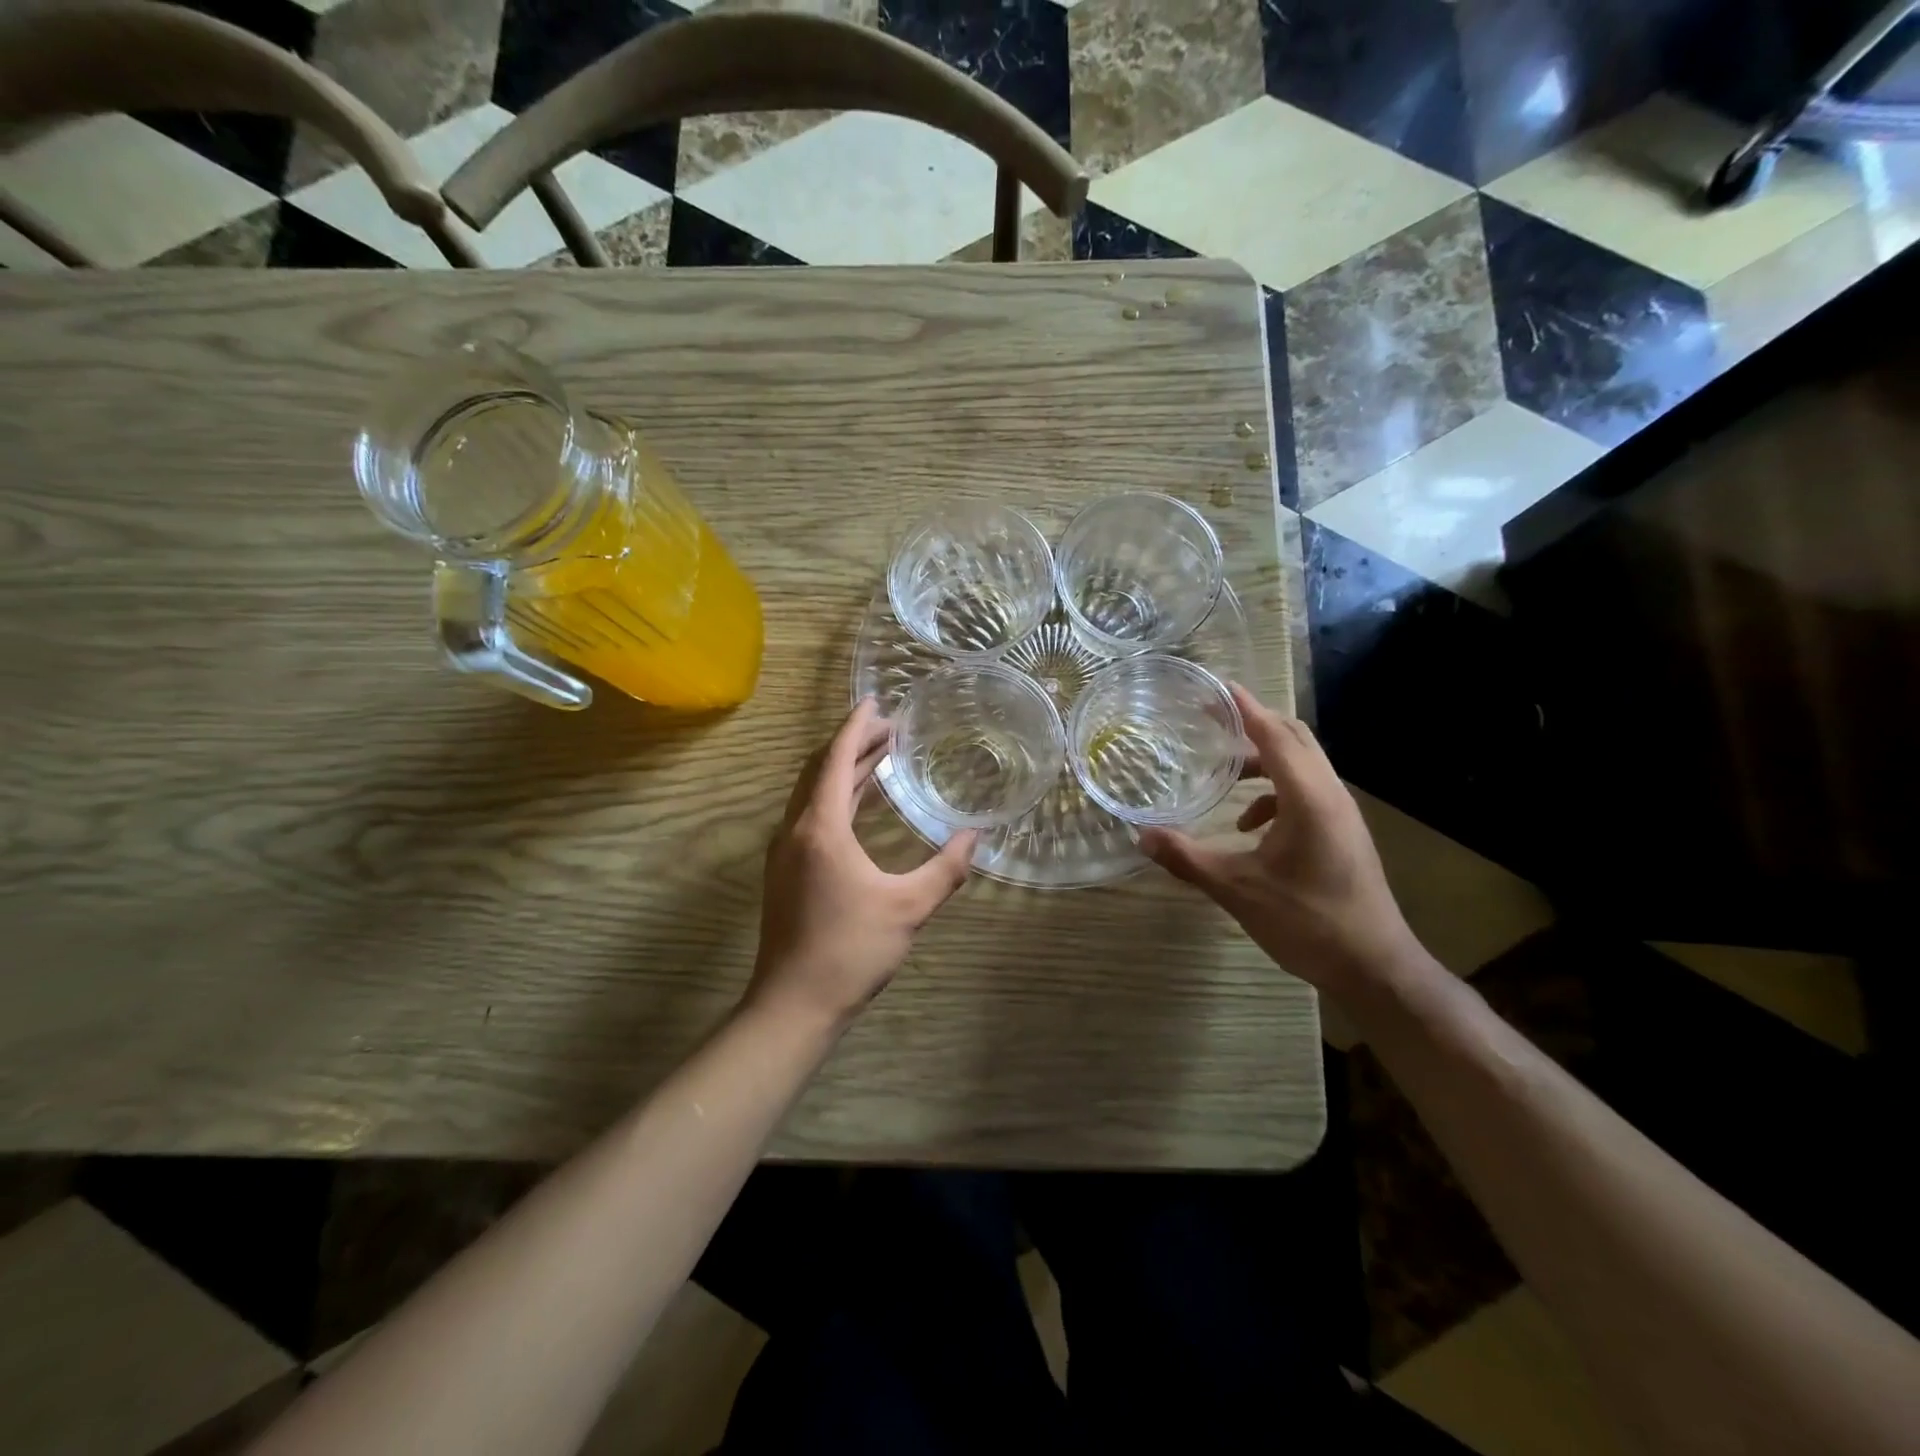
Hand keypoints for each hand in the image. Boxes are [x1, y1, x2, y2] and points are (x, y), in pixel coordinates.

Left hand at [747, 698, 979, 1030]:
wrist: (793, 1004)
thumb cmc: (851, 951)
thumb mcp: (909, 907)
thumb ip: (946, 868)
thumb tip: (976, 835)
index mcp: (820, 828)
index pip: (837, 760)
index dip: (857, 727)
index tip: (876, 702)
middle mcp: (795, 830)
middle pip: (821, 769)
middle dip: (853, 743)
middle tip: (890, 727)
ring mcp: (785, 851)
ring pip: (813, 793)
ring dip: (844, 770)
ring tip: (880, 755)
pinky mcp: (785, 870)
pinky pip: (810, 814)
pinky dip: (836, 796)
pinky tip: (859, 804)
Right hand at [1135, 684, 1422, 999]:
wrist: (1374, 968)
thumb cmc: (1308, 923)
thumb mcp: (1237, 890)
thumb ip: (1187, 859)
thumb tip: (1140, 836)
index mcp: (1308, 798)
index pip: (1274, 734)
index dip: (1245, 708)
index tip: (1216, 687)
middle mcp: (1330, 795)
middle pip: (1294, 739)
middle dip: (1253, 724)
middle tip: (1213, 720)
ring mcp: (1341, 814)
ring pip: (1302, 765)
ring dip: (1263, 759)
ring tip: (1224, 770)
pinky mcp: (1342, 833)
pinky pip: (1306, 792)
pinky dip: (1273, 793)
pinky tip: (1247, 825)